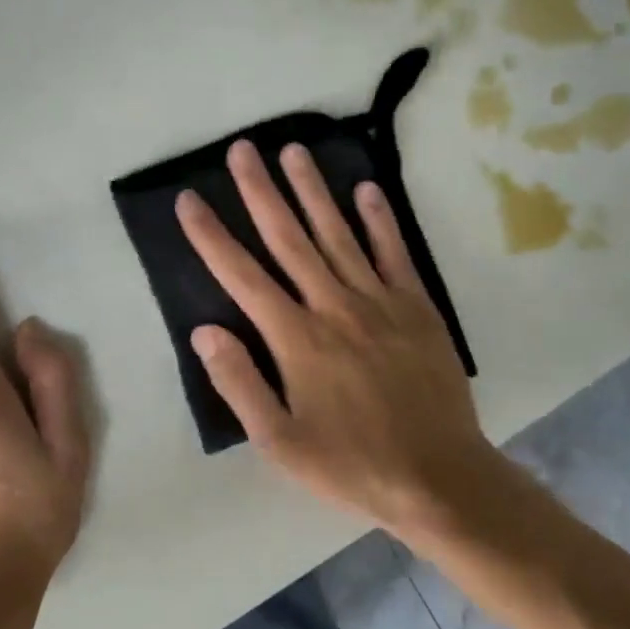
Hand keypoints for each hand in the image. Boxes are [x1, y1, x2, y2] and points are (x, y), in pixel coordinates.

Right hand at [176, 142, 500, 543]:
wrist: (440, 479)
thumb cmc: (351, 464)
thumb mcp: (280, 443)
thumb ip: (240, 384)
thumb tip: (204, 331)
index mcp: (296, 339)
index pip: (242, 276)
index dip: (211, 236)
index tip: (189, 199)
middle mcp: (334, 307)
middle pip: (288, 239)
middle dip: (260, 192)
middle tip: (242, 150)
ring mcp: (379, 302)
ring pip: (338, 234)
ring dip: (313, 190)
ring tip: (292, 151)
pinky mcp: (417, 307)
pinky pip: (394, 253)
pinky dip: (380, 219)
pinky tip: (366, 189)